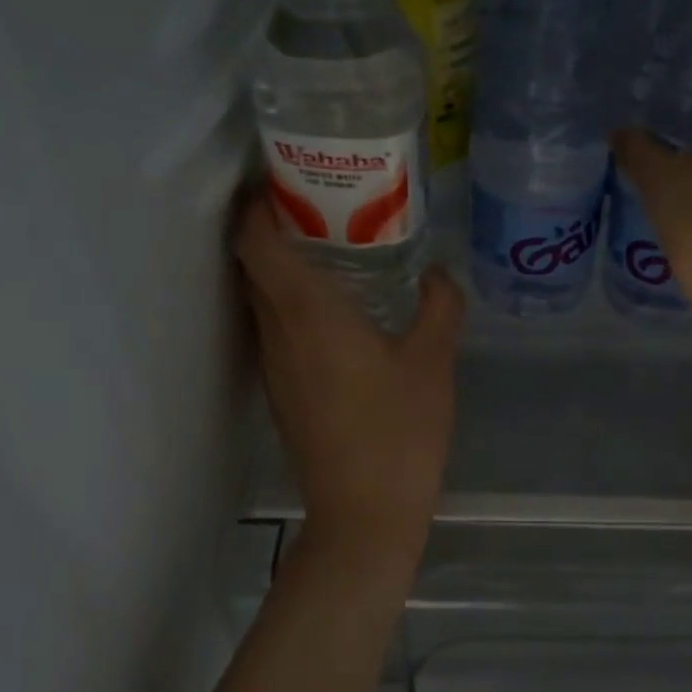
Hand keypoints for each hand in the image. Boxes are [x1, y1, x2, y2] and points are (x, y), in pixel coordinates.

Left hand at [234, 192, 462, 545]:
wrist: (364, 513)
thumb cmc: (399, 429)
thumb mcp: (433, 361)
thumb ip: (439, 306)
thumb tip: (438, 273)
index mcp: (306, 312)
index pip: (255, 241)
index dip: (258, 204)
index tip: (285, 178)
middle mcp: (277, 331)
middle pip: (253, 264)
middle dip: (275, 226)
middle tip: (323, 203)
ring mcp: (275, 365)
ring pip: (262, 297)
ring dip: (284, 266)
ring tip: (334, 245)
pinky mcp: (283, 390)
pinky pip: (277, 327)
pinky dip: (294, 302)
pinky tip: (339, 308)